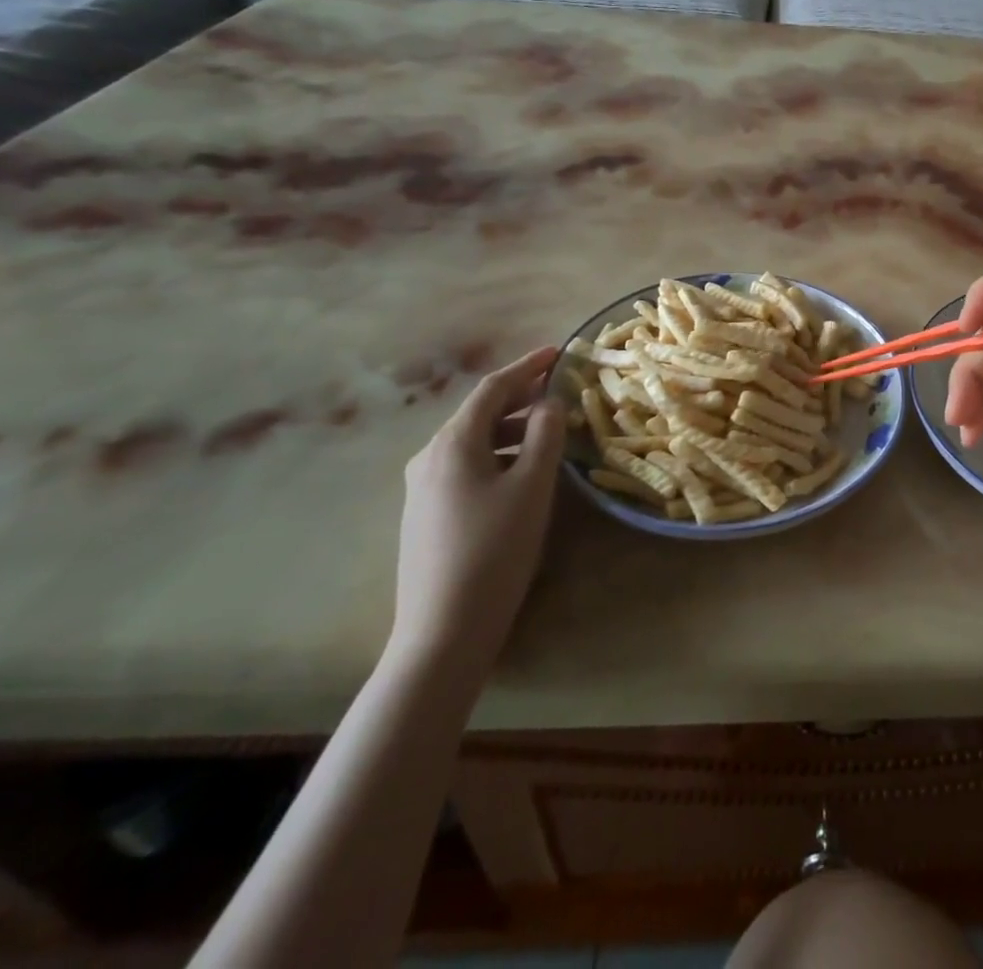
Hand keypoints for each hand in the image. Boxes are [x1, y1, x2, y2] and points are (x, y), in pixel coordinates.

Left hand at [390, 346, 567, 677]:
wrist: (443, 630)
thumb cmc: (495, 549)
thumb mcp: (532, 486)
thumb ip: (545, 435)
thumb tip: (548, 403)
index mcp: (453, 443)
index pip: (492, 389)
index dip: (527, 367)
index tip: (558, 353)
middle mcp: (429, 457)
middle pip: (479, 413)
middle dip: (521, 398)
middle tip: (560, 392)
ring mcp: (421, 489)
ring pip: (474, 442)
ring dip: (512, 429)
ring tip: (549, 434)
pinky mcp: (425, 515)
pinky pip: (466, 467)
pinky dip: (498, 455)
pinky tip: (520, 473)